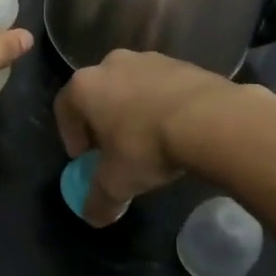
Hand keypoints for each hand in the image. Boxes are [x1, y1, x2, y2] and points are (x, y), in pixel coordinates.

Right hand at [54, 50, 253, 225]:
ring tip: (150, 140)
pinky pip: (162, 86)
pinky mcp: (181, 63)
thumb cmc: (147, 146)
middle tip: (115, 149)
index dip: (71, 136)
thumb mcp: (117, 183)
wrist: (211, 119)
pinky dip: (162, 104)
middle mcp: (111, 64)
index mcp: (85, 86)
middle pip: (97, 94)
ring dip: (134, 111)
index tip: (85, 159)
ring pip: (131, 87)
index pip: (64, 108)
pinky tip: (176, 129)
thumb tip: (92, 216)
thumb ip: (98, 200)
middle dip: (103, 121)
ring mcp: (148, 58)